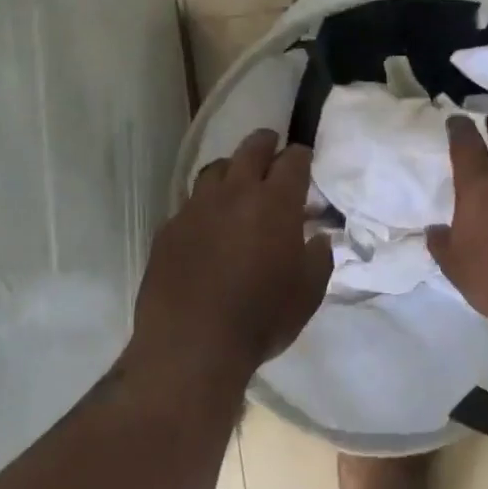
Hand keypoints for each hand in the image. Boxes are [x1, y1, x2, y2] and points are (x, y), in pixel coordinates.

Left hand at [132, 129, 331, 381]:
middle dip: (265, 142)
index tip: (305, 159)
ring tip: (236, 178)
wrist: (192, 345)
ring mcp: (196, 209)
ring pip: (214, 170)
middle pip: (250, 150)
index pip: (292, 161)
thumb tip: (317, 238)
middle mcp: (234, 194)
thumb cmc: (261, 318)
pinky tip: (207, 222)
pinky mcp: (168, 229)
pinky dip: (205, 204)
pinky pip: (190, 203)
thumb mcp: (308, 293)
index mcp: (274, 203)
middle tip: (271, 143)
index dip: (301, 156)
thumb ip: (319, 257)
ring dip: (231, 168)